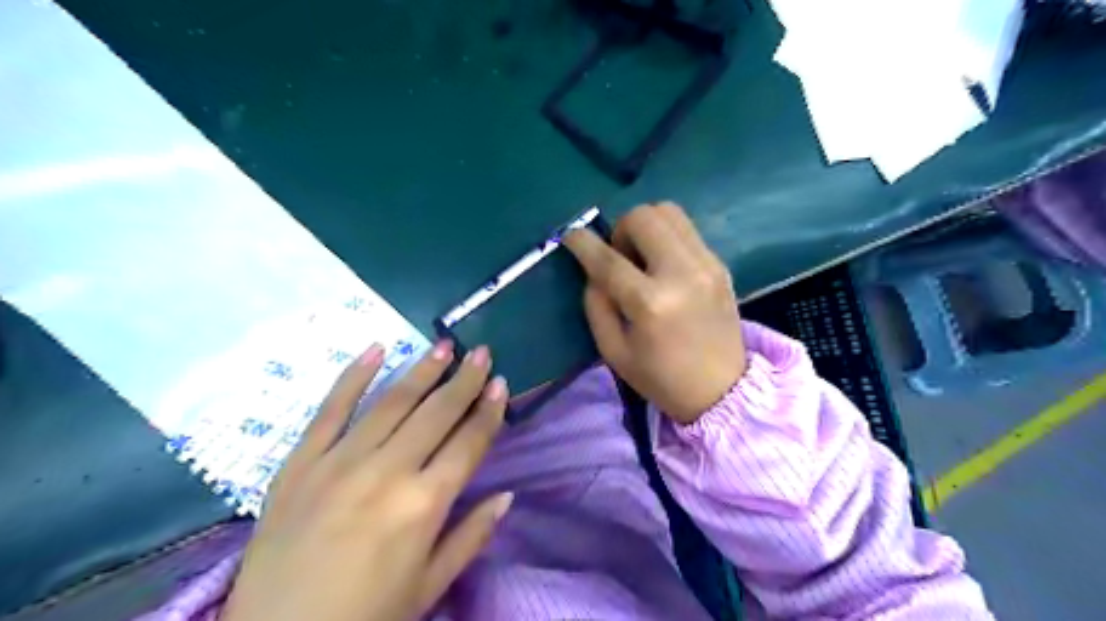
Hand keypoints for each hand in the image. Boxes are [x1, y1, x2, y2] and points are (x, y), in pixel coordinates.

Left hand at [224, 339, 519, 620]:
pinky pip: (330, 409)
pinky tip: (376, 349)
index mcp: (424, 504)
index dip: (489, 411)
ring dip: (422, 369)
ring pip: (392, 402)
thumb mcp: (429, 586)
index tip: (501, 384)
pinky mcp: (299, 462)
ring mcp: (339, 462)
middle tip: (481, 352)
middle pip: (436, 413)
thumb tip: (507, 495)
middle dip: (464, 380)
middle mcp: (387, 472)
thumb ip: (472, 536)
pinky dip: (353, 376)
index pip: (469, 443)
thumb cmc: (365, 616)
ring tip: (443, 345)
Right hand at [564, 201, 747, 422]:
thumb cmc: (661, 379)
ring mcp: (706, 264)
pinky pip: (687, 230)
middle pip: (643, 217)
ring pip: (669, 212)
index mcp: (650, 303)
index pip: (608, 259)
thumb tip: (594, 271)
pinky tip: (664, 266)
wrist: (722, 390)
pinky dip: (666, 238)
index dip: (582, 243)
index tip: (570, 235)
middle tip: (619, 257)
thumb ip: (597, 305)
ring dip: (645, 226)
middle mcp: (681, 273)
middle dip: (620, 229)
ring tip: (642, 257)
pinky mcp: (720, 264)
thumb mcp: (613, 351)